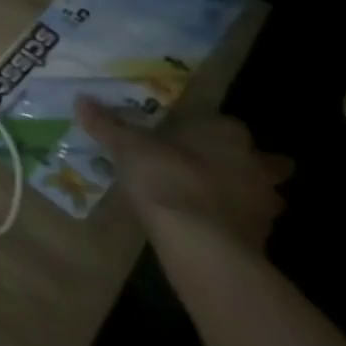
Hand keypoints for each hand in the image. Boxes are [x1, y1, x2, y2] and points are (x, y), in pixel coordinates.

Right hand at [77, 97, 292, 251]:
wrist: (202, 246)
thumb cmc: (167, 179)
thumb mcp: (126, 147)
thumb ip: (107, 124)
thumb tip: (82, 99)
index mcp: (226, 133)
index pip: (223, 123)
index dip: (206, 129)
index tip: (187, 136)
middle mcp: (254, 164)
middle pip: (259, 160)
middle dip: (243, 163)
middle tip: (210, 166)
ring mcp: (264, 205)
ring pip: (259, 193)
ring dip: (241, 195)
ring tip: (208, 199)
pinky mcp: (262, 240)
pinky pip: (247, 223)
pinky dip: (232, 223)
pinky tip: (207, 226)